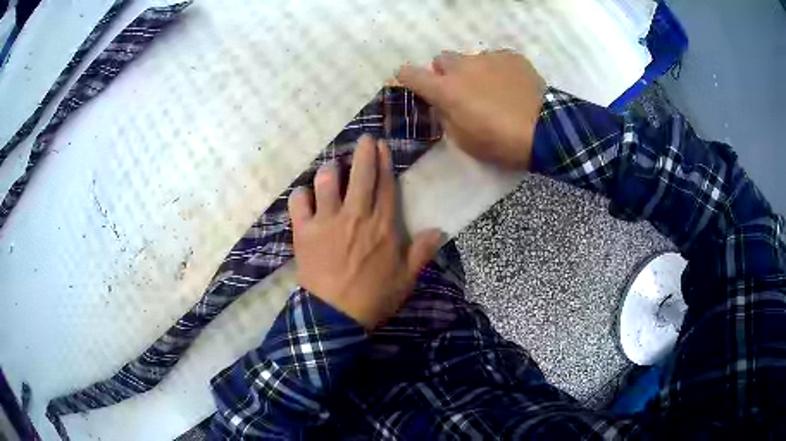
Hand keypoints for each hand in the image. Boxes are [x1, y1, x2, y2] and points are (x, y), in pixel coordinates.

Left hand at [288, 135, 442, 329]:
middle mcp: (355, 215)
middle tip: (364, 139)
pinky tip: (305, 195)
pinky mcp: (304, 231)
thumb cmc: (373, 298)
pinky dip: (301, 195)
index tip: (381, 146)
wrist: (336, 316)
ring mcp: (327, 221)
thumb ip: (422, 253)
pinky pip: (299, 202)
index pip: (385, 185)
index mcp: (382, 226)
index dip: (383, 162)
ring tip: (333, 167)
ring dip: (331, 170)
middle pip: (360, 175)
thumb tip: (439, 230)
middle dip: (363, 152)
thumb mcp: (406, 279)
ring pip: (327, 182)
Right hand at [397, 50, 545, 169]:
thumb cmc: (500, 142)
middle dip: (445, 72)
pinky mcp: (511, 57)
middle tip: (460, 90)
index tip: (410, 83)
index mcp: (446, 89)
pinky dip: (497, 70)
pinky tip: (511, 86)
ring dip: (473, 71)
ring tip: (493, 90)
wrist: (544, 131)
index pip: (410, 74)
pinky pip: (496, 59)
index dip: (406, 78)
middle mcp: (462, 67)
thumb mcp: (464, 140)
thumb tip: (442, 105)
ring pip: (470, 59)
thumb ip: (446, 117)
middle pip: (441, 59)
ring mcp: (488, 58)